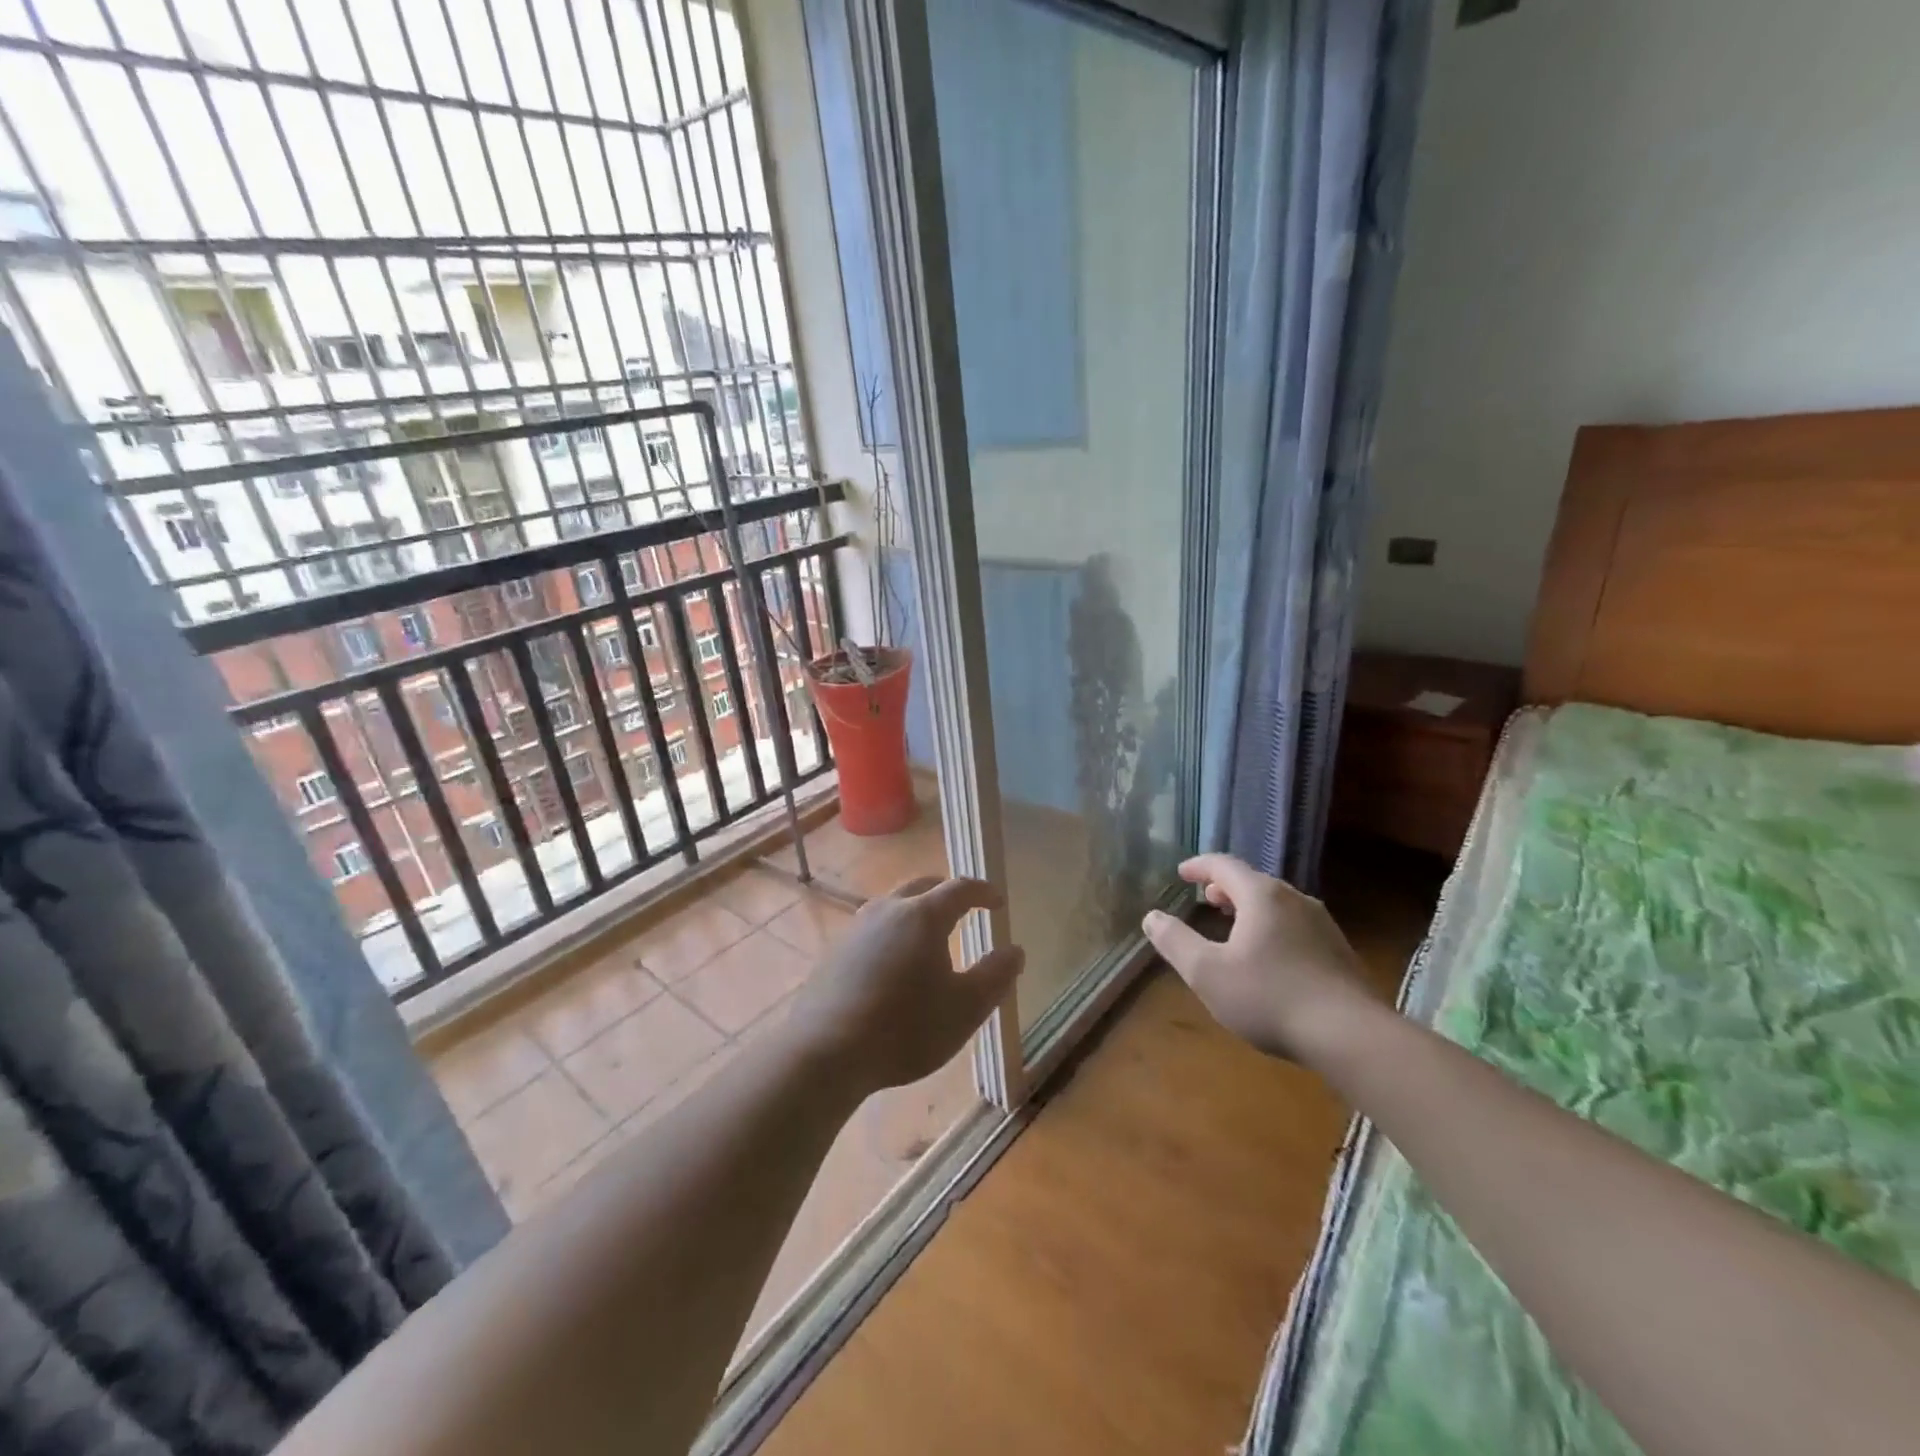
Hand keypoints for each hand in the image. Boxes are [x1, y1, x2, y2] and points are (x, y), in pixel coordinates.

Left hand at [788, 876, 1023, 1095]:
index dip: (983, 892)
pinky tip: (894, 964)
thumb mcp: (965, 1008)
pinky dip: (893, 934)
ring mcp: (856, 928)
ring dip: (916, 912)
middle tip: (964, 909)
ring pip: (893, 906)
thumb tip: (1014, 950)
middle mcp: (888, 909)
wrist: (825, 1052)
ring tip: (930, 937)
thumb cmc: (905, 1028)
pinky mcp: (835, 951)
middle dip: (947, 893)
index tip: (997, 903)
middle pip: (922, 887)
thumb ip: (995, 976)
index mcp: (923, 915)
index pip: (960, 888)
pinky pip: (873, 930)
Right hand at [1141, 853, 1380, 1063]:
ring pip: (1278, 904)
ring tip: (1234, 925)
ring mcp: (1323, 925)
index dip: (1199, 866)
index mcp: (1261, 896)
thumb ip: (1176, 942)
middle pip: (1254, 882)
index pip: (1224, 865)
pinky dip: (1273, 928)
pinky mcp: (1339, 952)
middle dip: (1226, 888)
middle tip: (1206, 898)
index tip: (1181, 872)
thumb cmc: (1270, 998)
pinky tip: (1270, 958)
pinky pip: (1296, 926)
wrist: (1352, 1037)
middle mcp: (1295, 899)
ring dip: (1251, 908)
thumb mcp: (1207, 973)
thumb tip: (1152, 917)